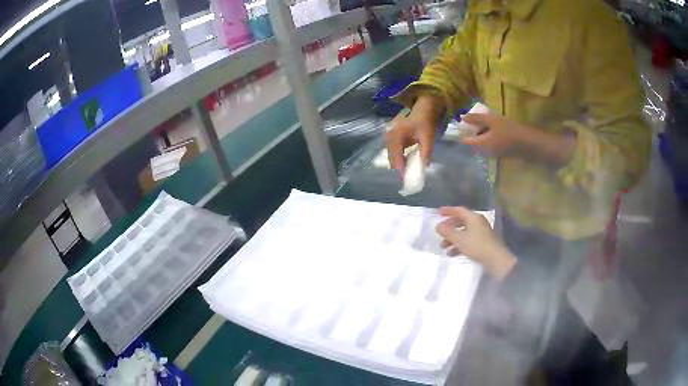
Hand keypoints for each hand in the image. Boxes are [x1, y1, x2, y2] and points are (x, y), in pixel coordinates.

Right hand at [384, 95, 442, 171]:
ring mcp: (388, 135)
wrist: (423, 108)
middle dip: (399, 167)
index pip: (396, 156)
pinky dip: (398, 156)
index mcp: (397, 135)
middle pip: (391, 157)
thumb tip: (424, 167)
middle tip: (409, 175)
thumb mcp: (428, 137)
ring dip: (398, 162)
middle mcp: (389, 135)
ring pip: (390, 154)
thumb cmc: (425, 122)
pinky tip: (406, 159)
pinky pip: (392, 150)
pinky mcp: (390, 135)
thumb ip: (426, 153)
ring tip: (408, 168)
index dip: (401, 168)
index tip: (407, 178)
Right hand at [435, 207, 516, 279]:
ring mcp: (481, 233)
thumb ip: (448, 232)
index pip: (459, 210)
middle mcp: (477, 223)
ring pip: (463, 232)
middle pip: (461, 221)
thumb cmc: (477, 245)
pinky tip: (452, 254)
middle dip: (449, 227)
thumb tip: (437, 226)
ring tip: (443, 246)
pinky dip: (459, 245)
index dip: (448, 210)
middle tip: (440, 232)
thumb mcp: (460, 239)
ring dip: (453, 238)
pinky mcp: (482, 243)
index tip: (438, 212)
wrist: (495, 259)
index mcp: (473, 218)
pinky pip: (468, 240)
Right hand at [460, 113, 529, 155]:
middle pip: (483, 121)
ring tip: (479, 141)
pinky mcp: (512, 135)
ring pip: (491, 129)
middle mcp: (496, 120)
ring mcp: (505, 127)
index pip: (475, 116)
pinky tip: (492, 147)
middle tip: (469, 131)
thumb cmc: (506, 141)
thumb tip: (462, 139)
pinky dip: (492, 139)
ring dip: (484, 134)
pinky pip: (498, 135)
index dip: (467, 119)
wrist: (529, 145)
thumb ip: (473, 142)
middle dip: (476, 126)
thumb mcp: (487, 143)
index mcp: (489, 118)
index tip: (460, 119)